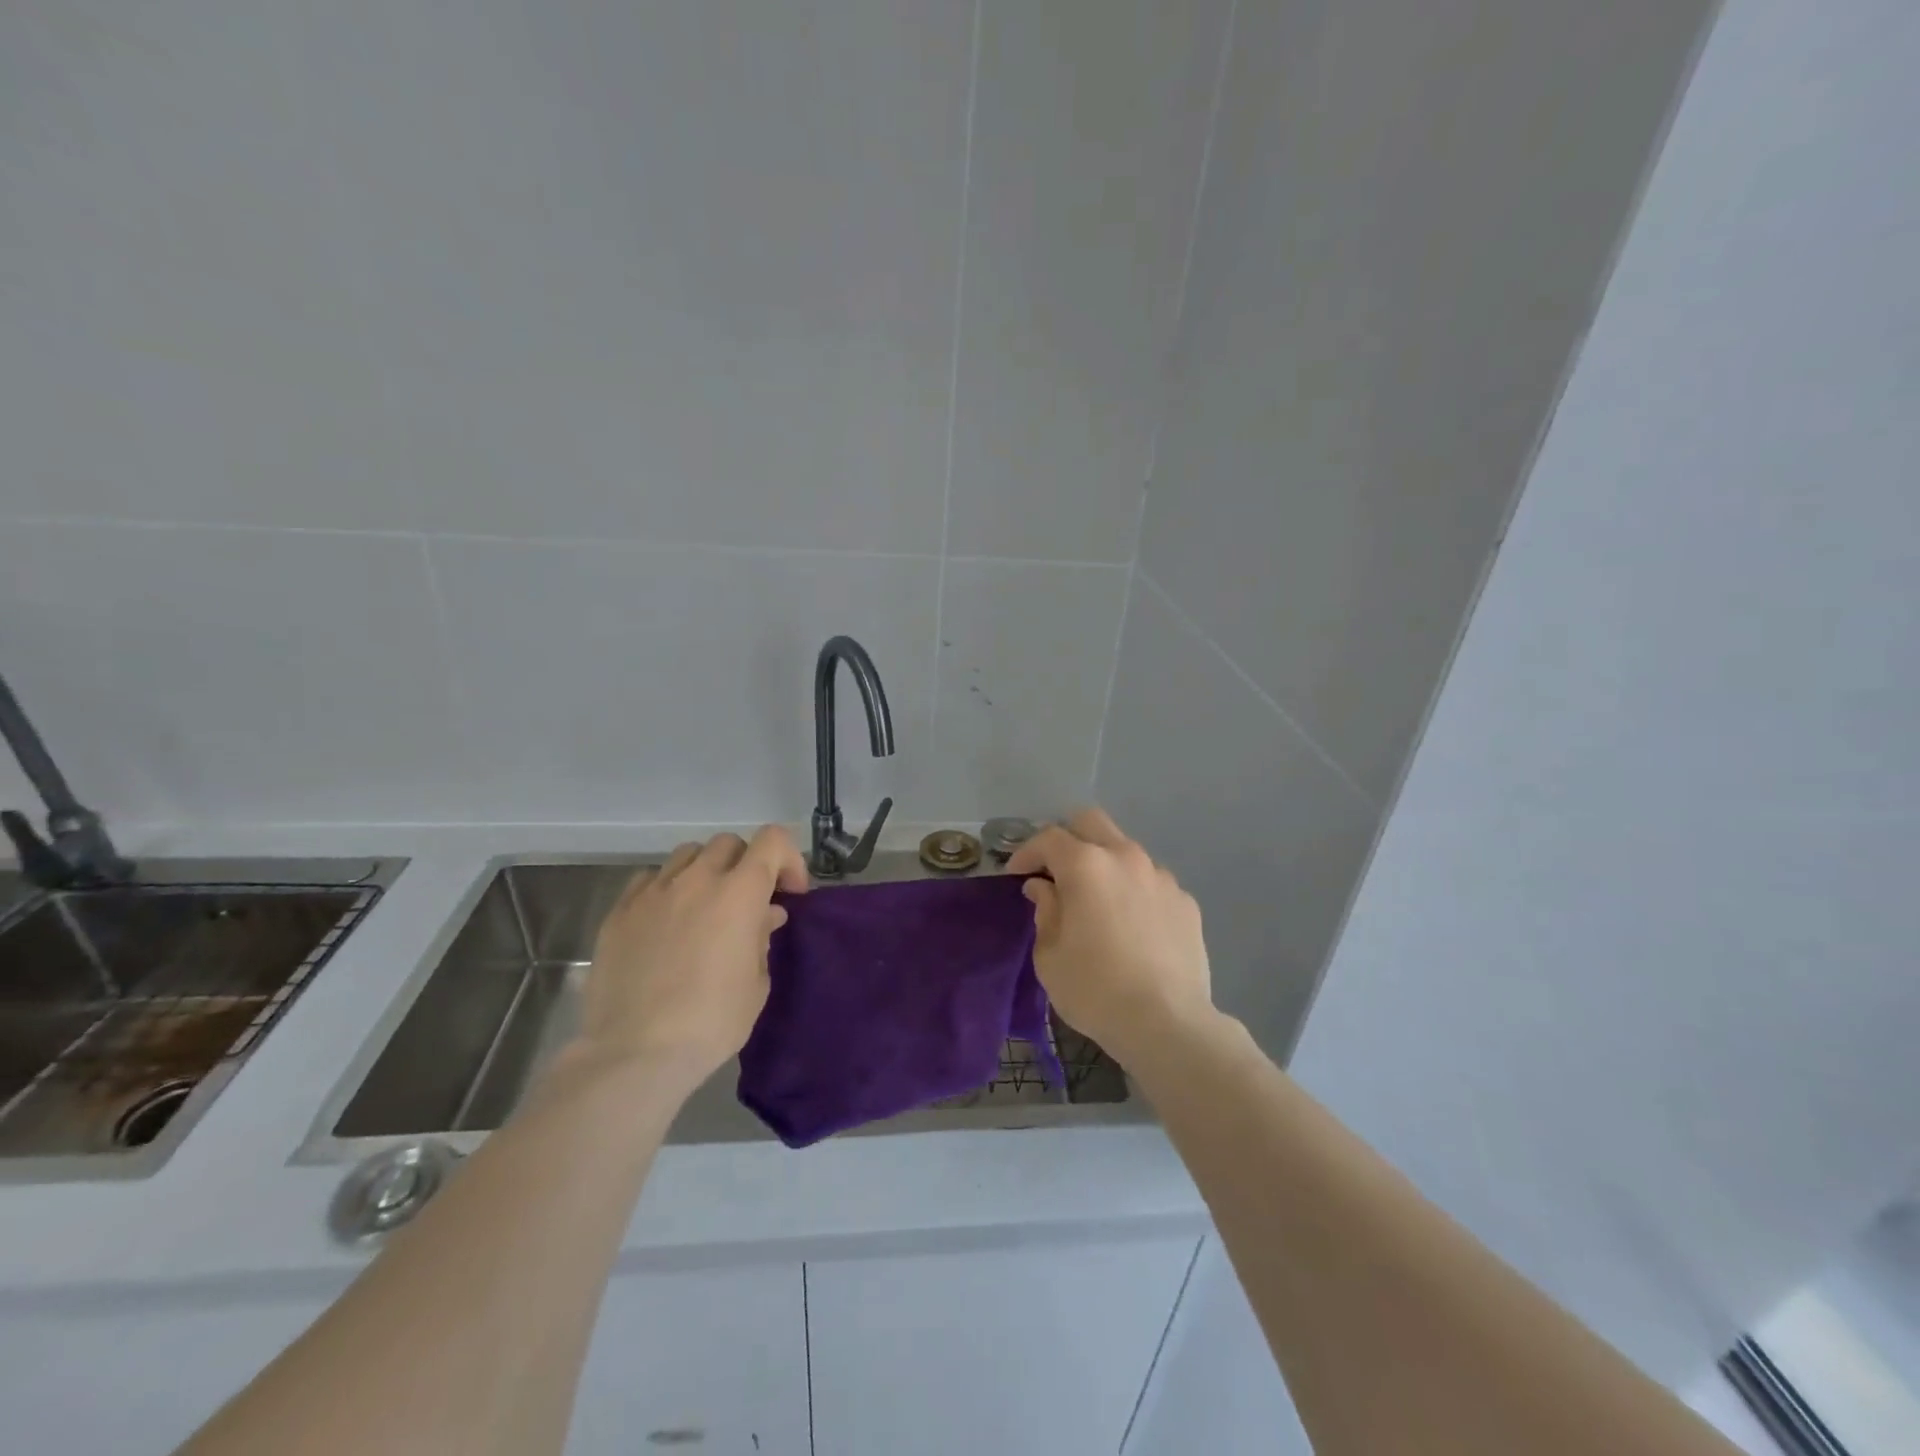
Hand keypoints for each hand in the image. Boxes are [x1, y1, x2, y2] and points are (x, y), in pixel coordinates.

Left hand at [574, 826, 808, 1090]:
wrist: (635, 1054)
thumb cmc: (711, 1022)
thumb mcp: (757, 983)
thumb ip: (762, 937)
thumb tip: (765, 914)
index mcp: (739, 893)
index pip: (772, 840)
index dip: (787, 859)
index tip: (789, 893)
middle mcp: (697, 879)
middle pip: (729, 843)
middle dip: (746, 864)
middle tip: (748, 902)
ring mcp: (653, 892)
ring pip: (687, 854)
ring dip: (706, 871)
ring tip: (705, 906)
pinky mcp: (619, 911)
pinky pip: (650, 879)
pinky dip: (667, 889)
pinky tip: (666, 921)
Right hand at [1007, 808, 1216, 1065]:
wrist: (1168, 1024)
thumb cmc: (1095, 989)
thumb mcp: (1049, 956)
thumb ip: (1044, 911)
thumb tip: (1044, 888)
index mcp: (1086, 865)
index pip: (1048, 838)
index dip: (1026, 852)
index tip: (1016, 875)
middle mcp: (1125, 857)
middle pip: (1091, 822)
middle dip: (1067, 838)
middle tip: (1055, 871)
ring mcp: (1161, 877)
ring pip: (1125, 850)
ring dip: (1104, 864)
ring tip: (1097, 902)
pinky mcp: (1185, 901)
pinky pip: (1151, 882)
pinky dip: (1133, 891)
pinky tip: (1131, 926)